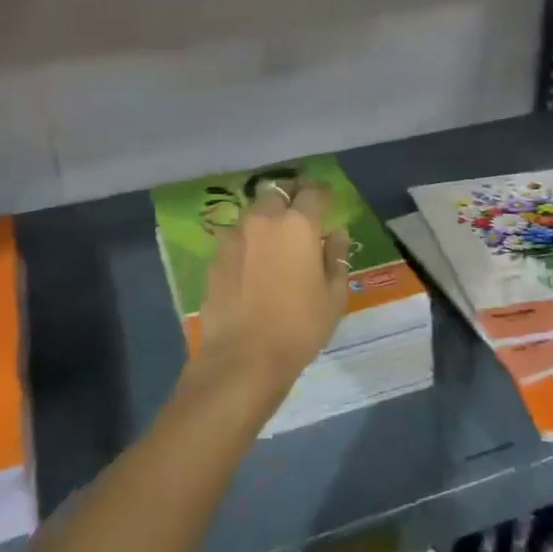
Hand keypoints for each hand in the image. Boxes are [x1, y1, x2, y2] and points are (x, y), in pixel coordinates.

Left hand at [190, 181, 349, 405]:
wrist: (242, 358)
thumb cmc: (298, 327)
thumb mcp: (333, 296)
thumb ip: (336, 257)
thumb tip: (336, 234)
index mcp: (297, 224)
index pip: (312, 192)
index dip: (323, 194)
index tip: (328, 201)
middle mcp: (263, 220)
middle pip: (277, 194)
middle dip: (290, 198)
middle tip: (301, 215)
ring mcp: (234, 237)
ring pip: (253, 213)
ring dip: (266, 218)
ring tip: (275, 239)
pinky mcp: (215, 257)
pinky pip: (236, 237)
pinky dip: (248, 242)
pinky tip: (253, 263)